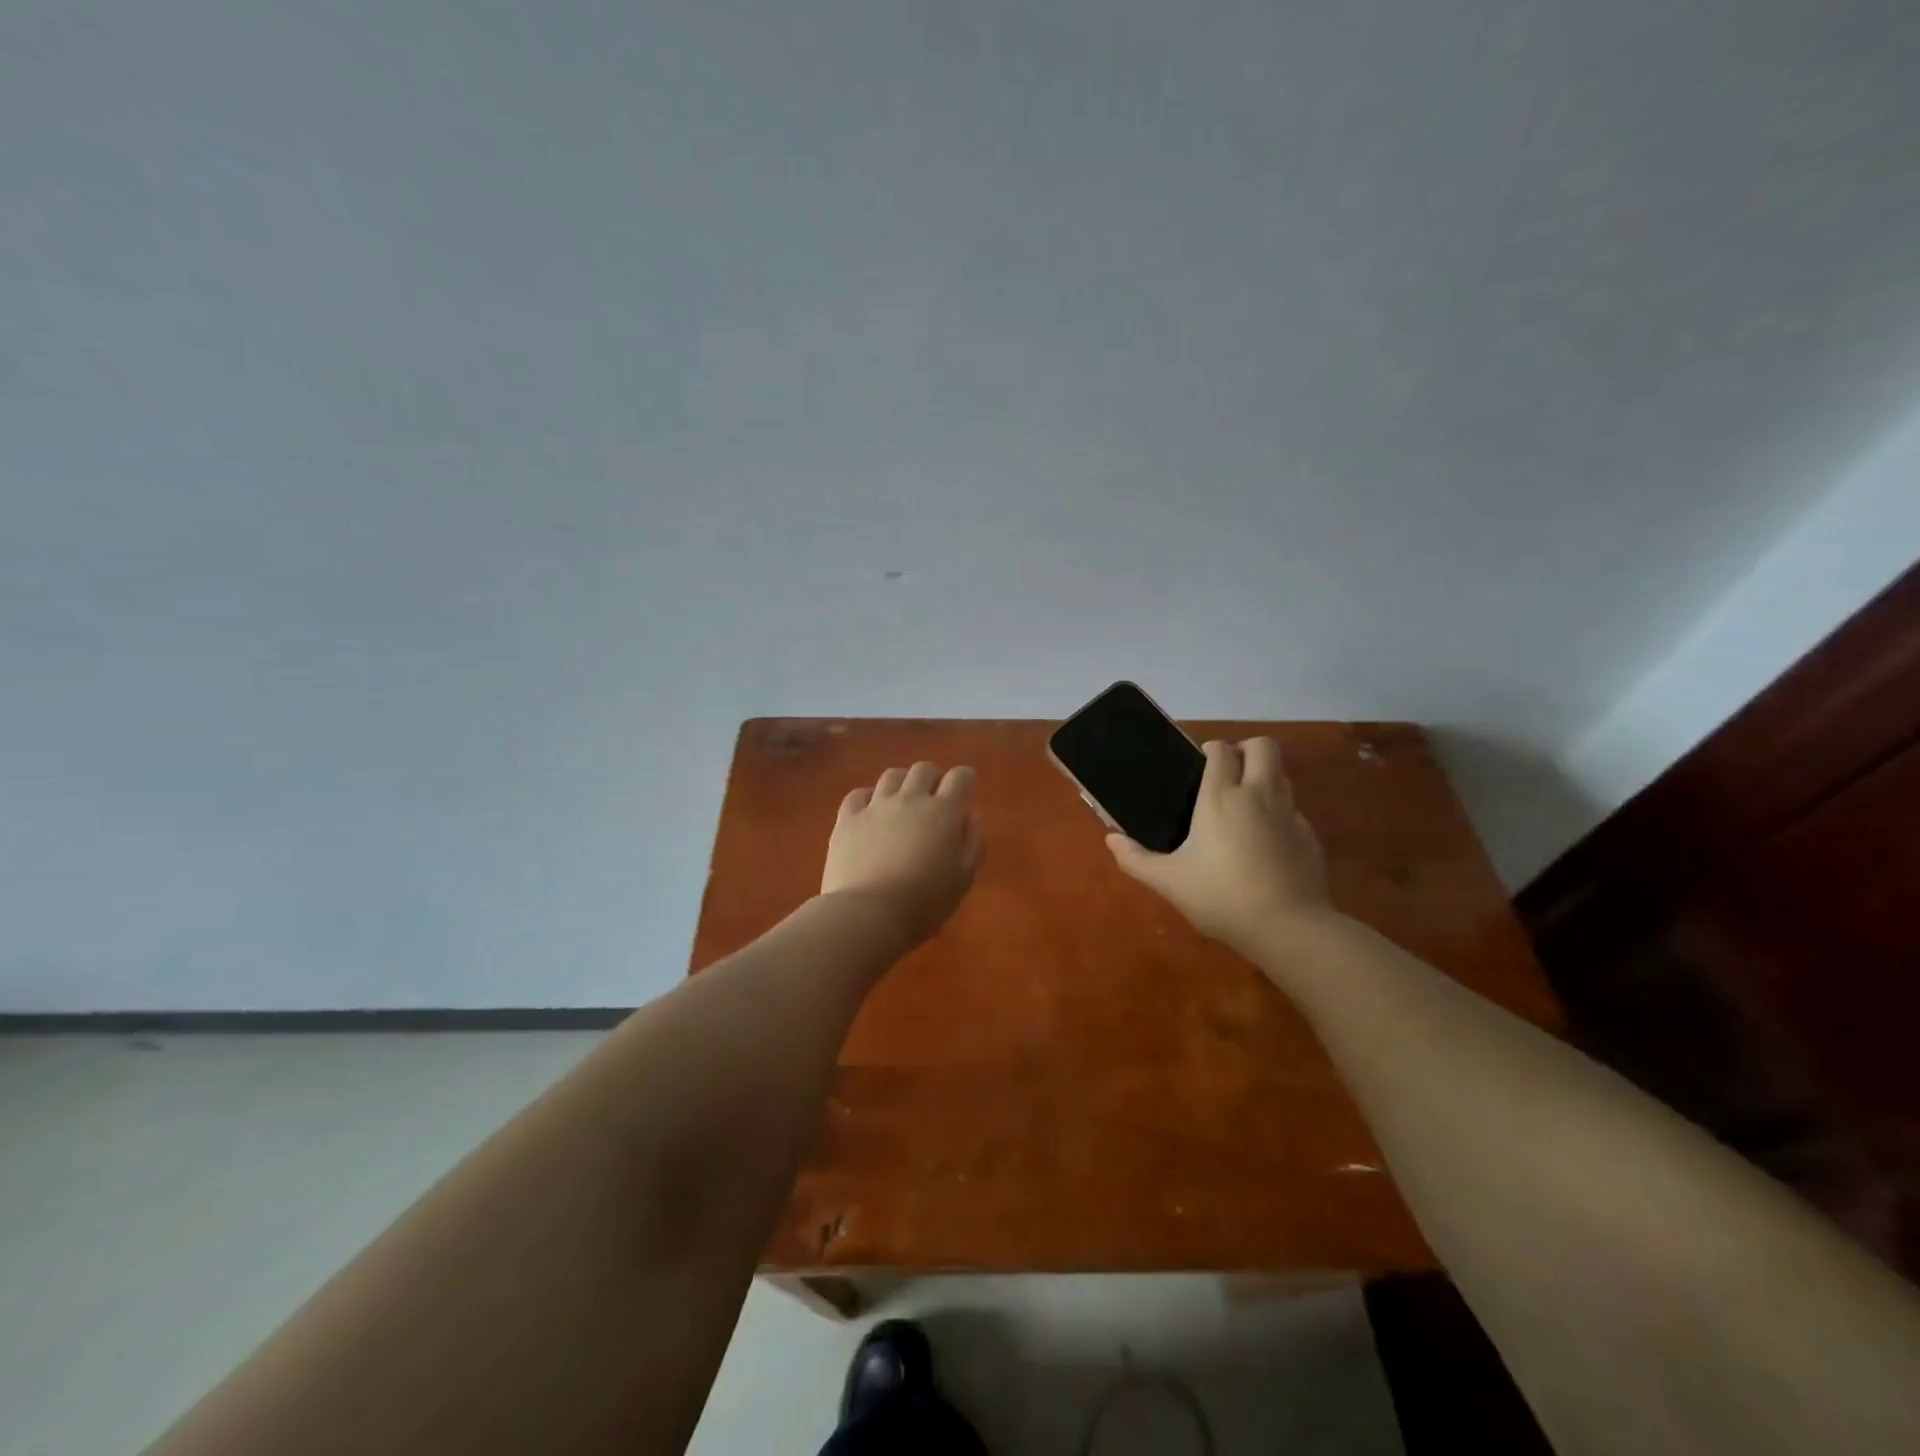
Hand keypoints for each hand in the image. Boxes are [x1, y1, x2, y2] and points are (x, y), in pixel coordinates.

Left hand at [821, 761, 982, 948]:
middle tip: (934, 798)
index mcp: (943, 812)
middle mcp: (910, 799)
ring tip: (902, 801)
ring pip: (892, 775)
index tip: (966, 788)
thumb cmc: (925, 901)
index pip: (960, 777)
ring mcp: (876, 806)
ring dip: (902, 783)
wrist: (869, 913)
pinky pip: (858, 794)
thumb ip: (973, 841)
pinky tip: (870, 811)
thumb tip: (971, 815)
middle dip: (933, 778)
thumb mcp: (964, 877)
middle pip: (924, 769)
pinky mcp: (848, 819)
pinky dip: (868, 797)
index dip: (965, 779)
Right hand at [1106, 738, 1331, 955]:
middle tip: (1227, 773)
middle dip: (1246, 749)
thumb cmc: (1221, 896)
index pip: (1222, 750)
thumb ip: (1136, 860)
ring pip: (1281, 775)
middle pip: (1262, 747)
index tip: (1200, 764)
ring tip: (1243, 805)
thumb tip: (1111, 840)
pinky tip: (1264, 843)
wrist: (1287, 927)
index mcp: (1221, 797)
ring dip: (1263, 778)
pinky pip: (1292, 810)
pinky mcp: (1309, 837)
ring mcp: (1289, 814)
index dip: (1212, 749)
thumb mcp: (1169, 881)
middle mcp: (1258, 795)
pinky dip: (1278, 814)